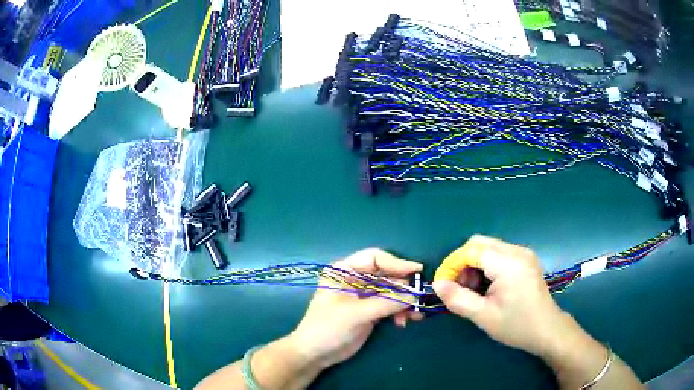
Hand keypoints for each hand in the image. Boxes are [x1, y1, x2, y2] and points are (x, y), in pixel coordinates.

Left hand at [289, 248, 423, 368]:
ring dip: (404, 302)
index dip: (396, 263)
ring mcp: (364, 296)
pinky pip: (391, 305)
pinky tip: (403, 322)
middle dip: (404, 287)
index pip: (374, 258)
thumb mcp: (356, 314)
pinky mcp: (370, 310)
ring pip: (392, 291)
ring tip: (413, 316)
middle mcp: (355, 279)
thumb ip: (386, 303)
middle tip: (418, 300)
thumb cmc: (328, 328)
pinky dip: (400, 311)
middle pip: (386, 275)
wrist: (316, 354)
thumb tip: (415, 295)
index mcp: (344, 271)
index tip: (417, 271)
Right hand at [432, 235, 571, 357]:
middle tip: (459, 288)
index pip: (471, 250)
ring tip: (473, 290)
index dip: (452, 265)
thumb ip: (457, 299)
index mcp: (508, 263)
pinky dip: (486, 266)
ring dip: (474, 265)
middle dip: (462, 263)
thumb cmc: (517, 326)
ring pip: (488, 247)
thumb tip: (437, 284)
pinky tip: (487, 286)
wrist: (547, 330)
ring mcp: (523, 253)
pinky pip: (498, 253)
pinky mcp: (525, 259)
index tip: (443, 285)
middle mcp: (517, 251)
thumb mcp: (484, 316)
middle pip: (479, 243)